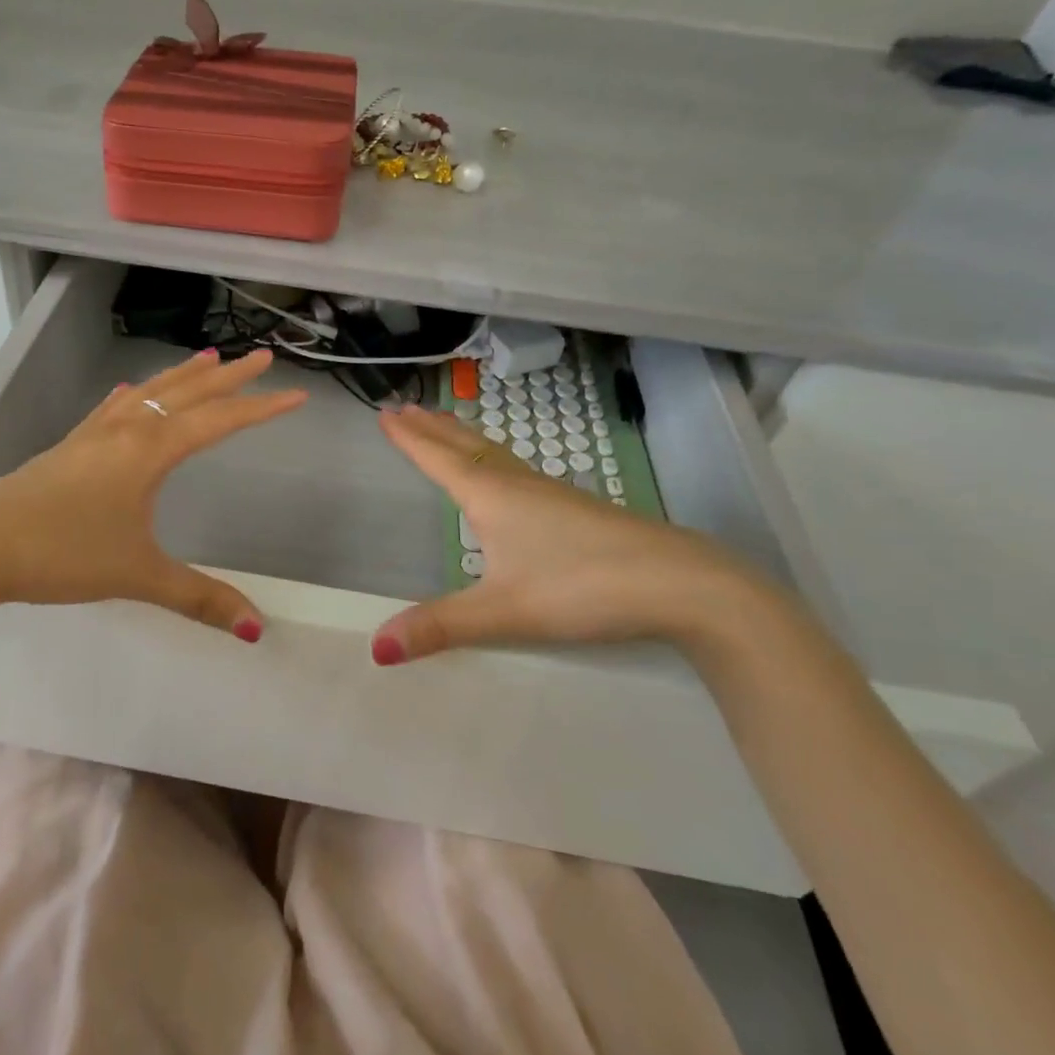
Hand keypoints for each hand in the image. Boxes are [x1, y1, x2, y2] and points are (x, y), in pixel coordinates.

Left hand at [0, 348, 307, 636]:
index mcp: (148, 452)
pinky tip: (129, 392)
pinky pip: (111, 409)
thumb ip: (199, 599)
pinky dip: (132, 395)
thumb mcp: (138, 576)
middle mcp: (124, 432)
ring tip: (207, 358)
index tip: (297, 396)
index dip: (261, 409)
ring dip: (182, 376)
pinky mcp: (67, 449)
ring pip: (147, 394)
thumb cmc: (62, 554)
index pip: (218, 421)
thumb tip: (257, 627)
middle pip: (186, 393)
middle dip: (229, 376)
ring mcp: (92, 437)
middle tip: (263, 356)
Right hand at [370, 406, 774, 664]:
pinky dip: (492, 456)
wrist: (678, 582)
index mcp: (491, 497)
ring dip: (462, 436)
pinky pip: (516, 467)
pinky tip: (504, 474)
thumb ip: (440, 627)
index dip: (409, 438)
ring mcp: (550, 493)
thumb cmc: (581, 587)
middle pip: (465, 446)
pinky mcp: (574, 507)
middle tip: (404, 406)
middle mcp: (516, 485)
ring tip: (444, 425)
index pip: (439, 459)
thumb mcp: (504, 612)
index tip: (383, 413)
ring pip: (494, 454)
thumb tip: (376, 648)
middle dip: (432, 427)